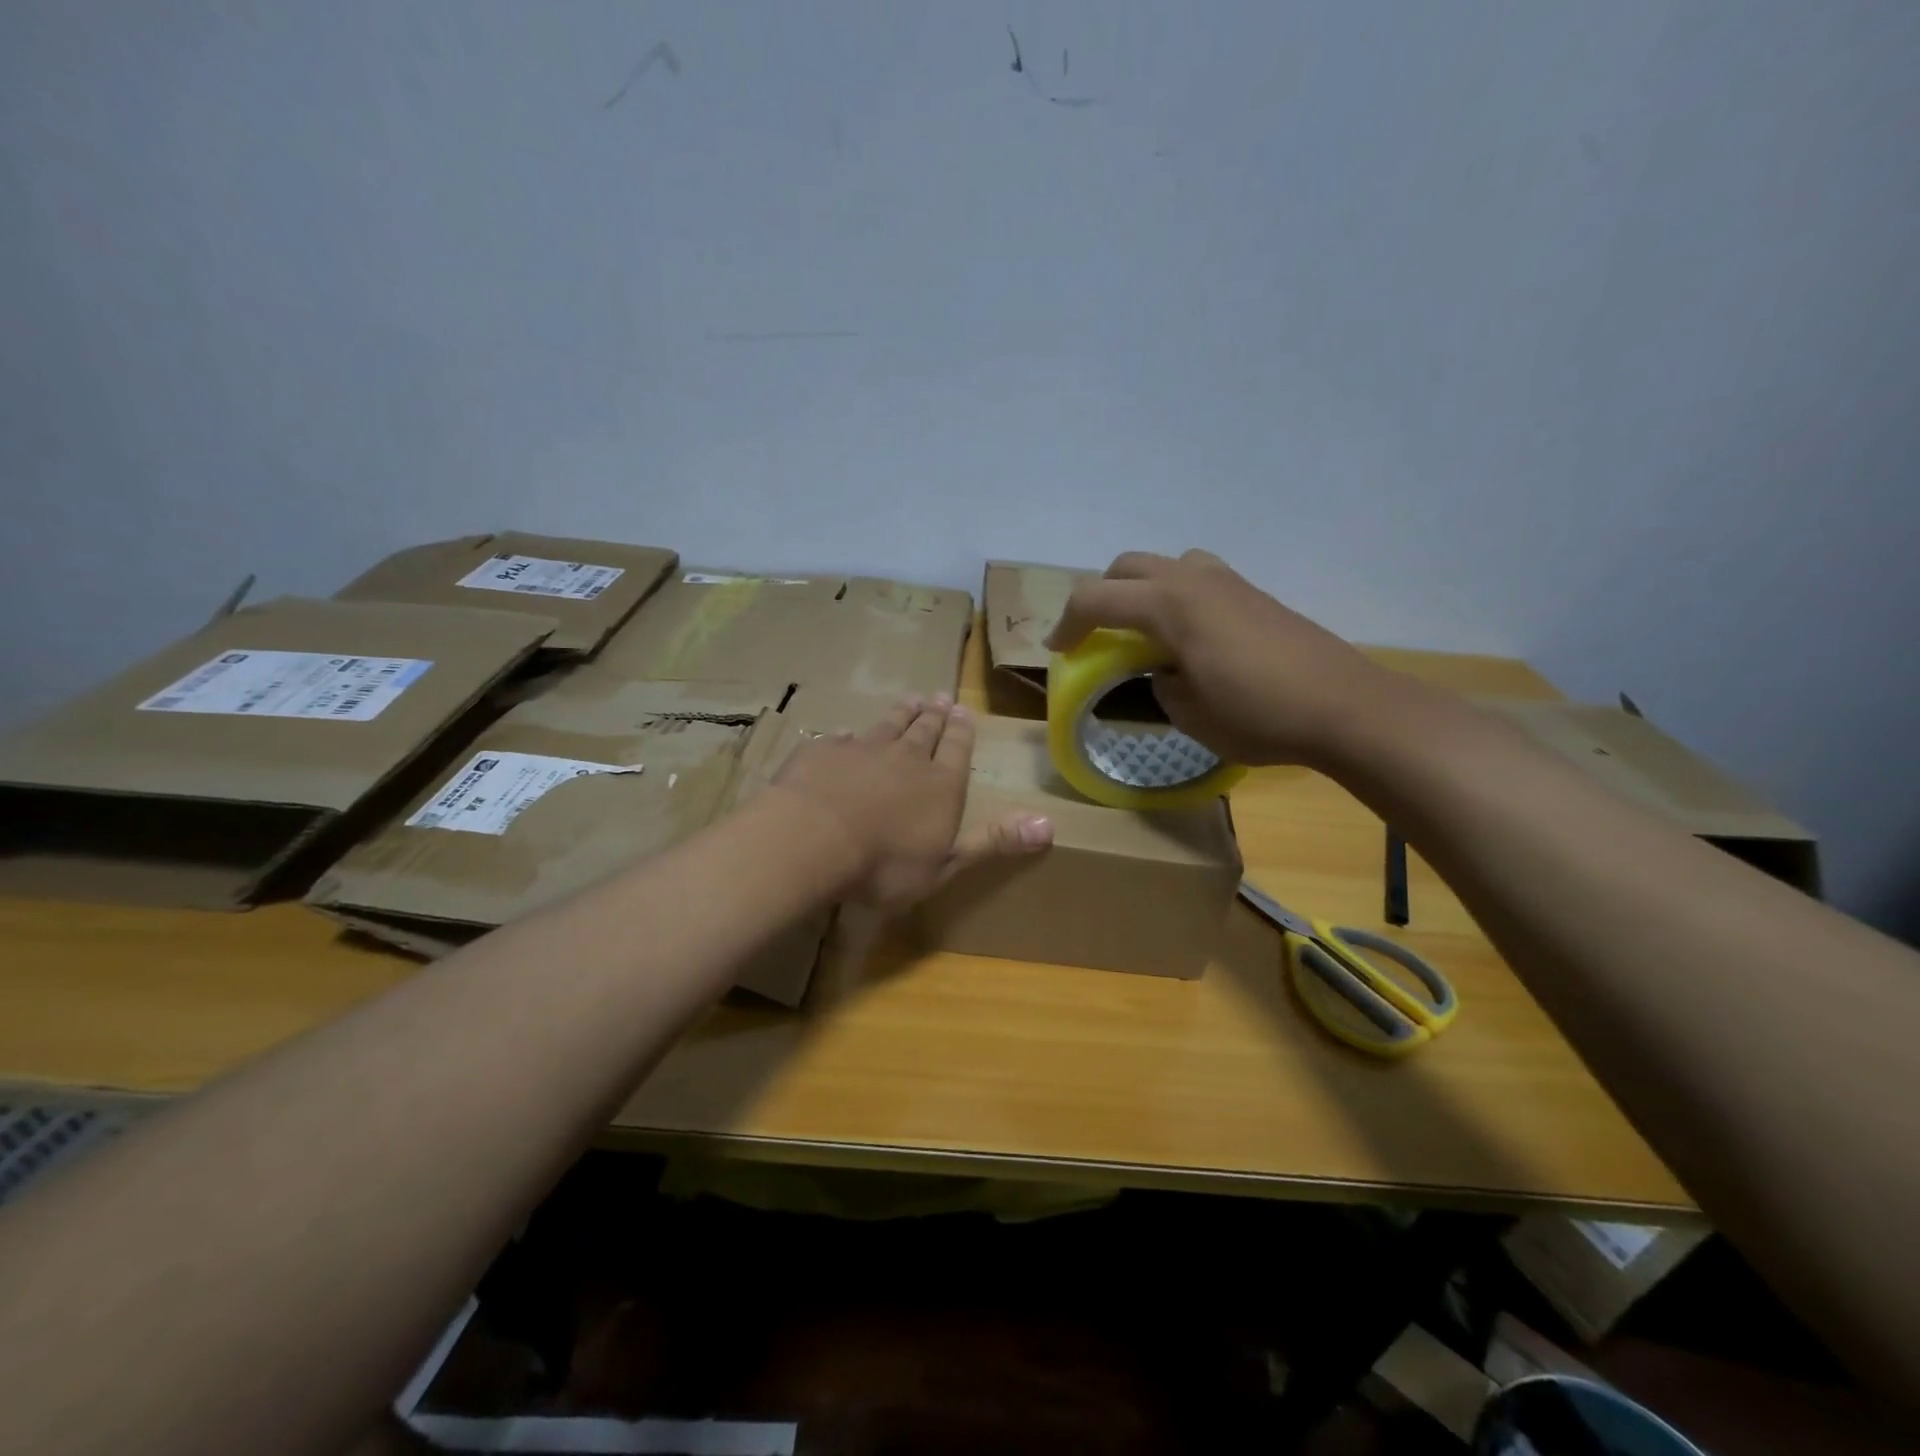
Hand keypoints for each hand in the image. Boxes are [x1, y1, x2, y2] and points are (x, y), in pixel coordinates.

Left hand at [769, 694, 1053, 907]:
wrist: (813, 839)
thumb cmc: (885, 863)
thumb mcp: (947, 863)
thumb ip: (994, 841)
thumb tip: (1050, 824)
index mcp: (941, 784)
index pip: (957, 749)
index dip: (962, 731)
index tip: (963, 711)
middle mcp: (906, 757)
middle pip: (925, 731)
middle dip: (935, 716)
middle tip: (940, 697)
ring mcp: (862, 750)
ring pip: (887, 725)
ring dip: (900, 713)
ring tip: (910, 699)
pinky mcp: (823, 752)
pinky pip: (841, 739)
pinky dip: (848, 736)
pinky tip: (847, 733)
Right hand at [1044, 550, 1410, 767]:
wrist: (1346, 708)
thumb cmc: (1258, 715)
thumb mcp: (1188, 713)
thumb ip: (1160, 683)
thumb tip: (1165, 670)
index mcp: (1170, 605)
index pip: (1096, 598)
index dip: (1068, 623)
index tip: (1058, 650)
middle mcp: (1195, 579)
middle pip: (1127, 567)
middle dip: (1101, 597)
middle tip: (1096, 635)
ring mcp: (1230, 582)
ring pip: (1166, 564)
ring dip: (1142, 590)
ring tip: (1143, 631)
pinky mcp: (1255, 594)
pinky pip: (1198, 578)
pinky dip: (1176, 597)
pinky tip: (1189, 637)